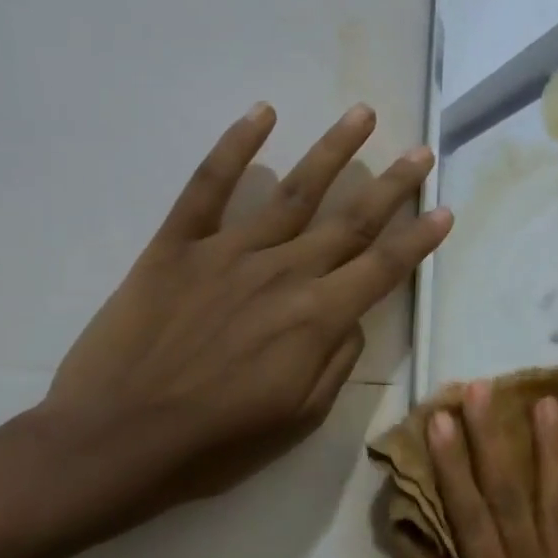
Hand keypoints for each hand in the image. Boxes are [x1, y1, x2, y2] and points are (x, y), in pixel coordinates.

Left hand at [43, 102, 451, 511]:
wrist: (113, 442)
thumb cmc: (216, 443)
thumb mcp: (301, 417)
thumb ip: (338, 360)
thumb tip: (352, 317)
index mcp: (318, 318)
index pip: (384, 267)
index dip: (419, 238)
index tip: (445, 210)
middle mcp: (284, 272)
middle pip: (352, 220)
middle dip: (393, 184)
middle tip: (420, 152)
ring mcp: (229, 252)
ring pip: (294, 191)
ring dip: (333, 150)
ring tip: (362, 114)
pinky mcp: (176, 246)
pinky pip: (208, 187)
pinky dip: (235, 147)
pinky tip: (262, 114)